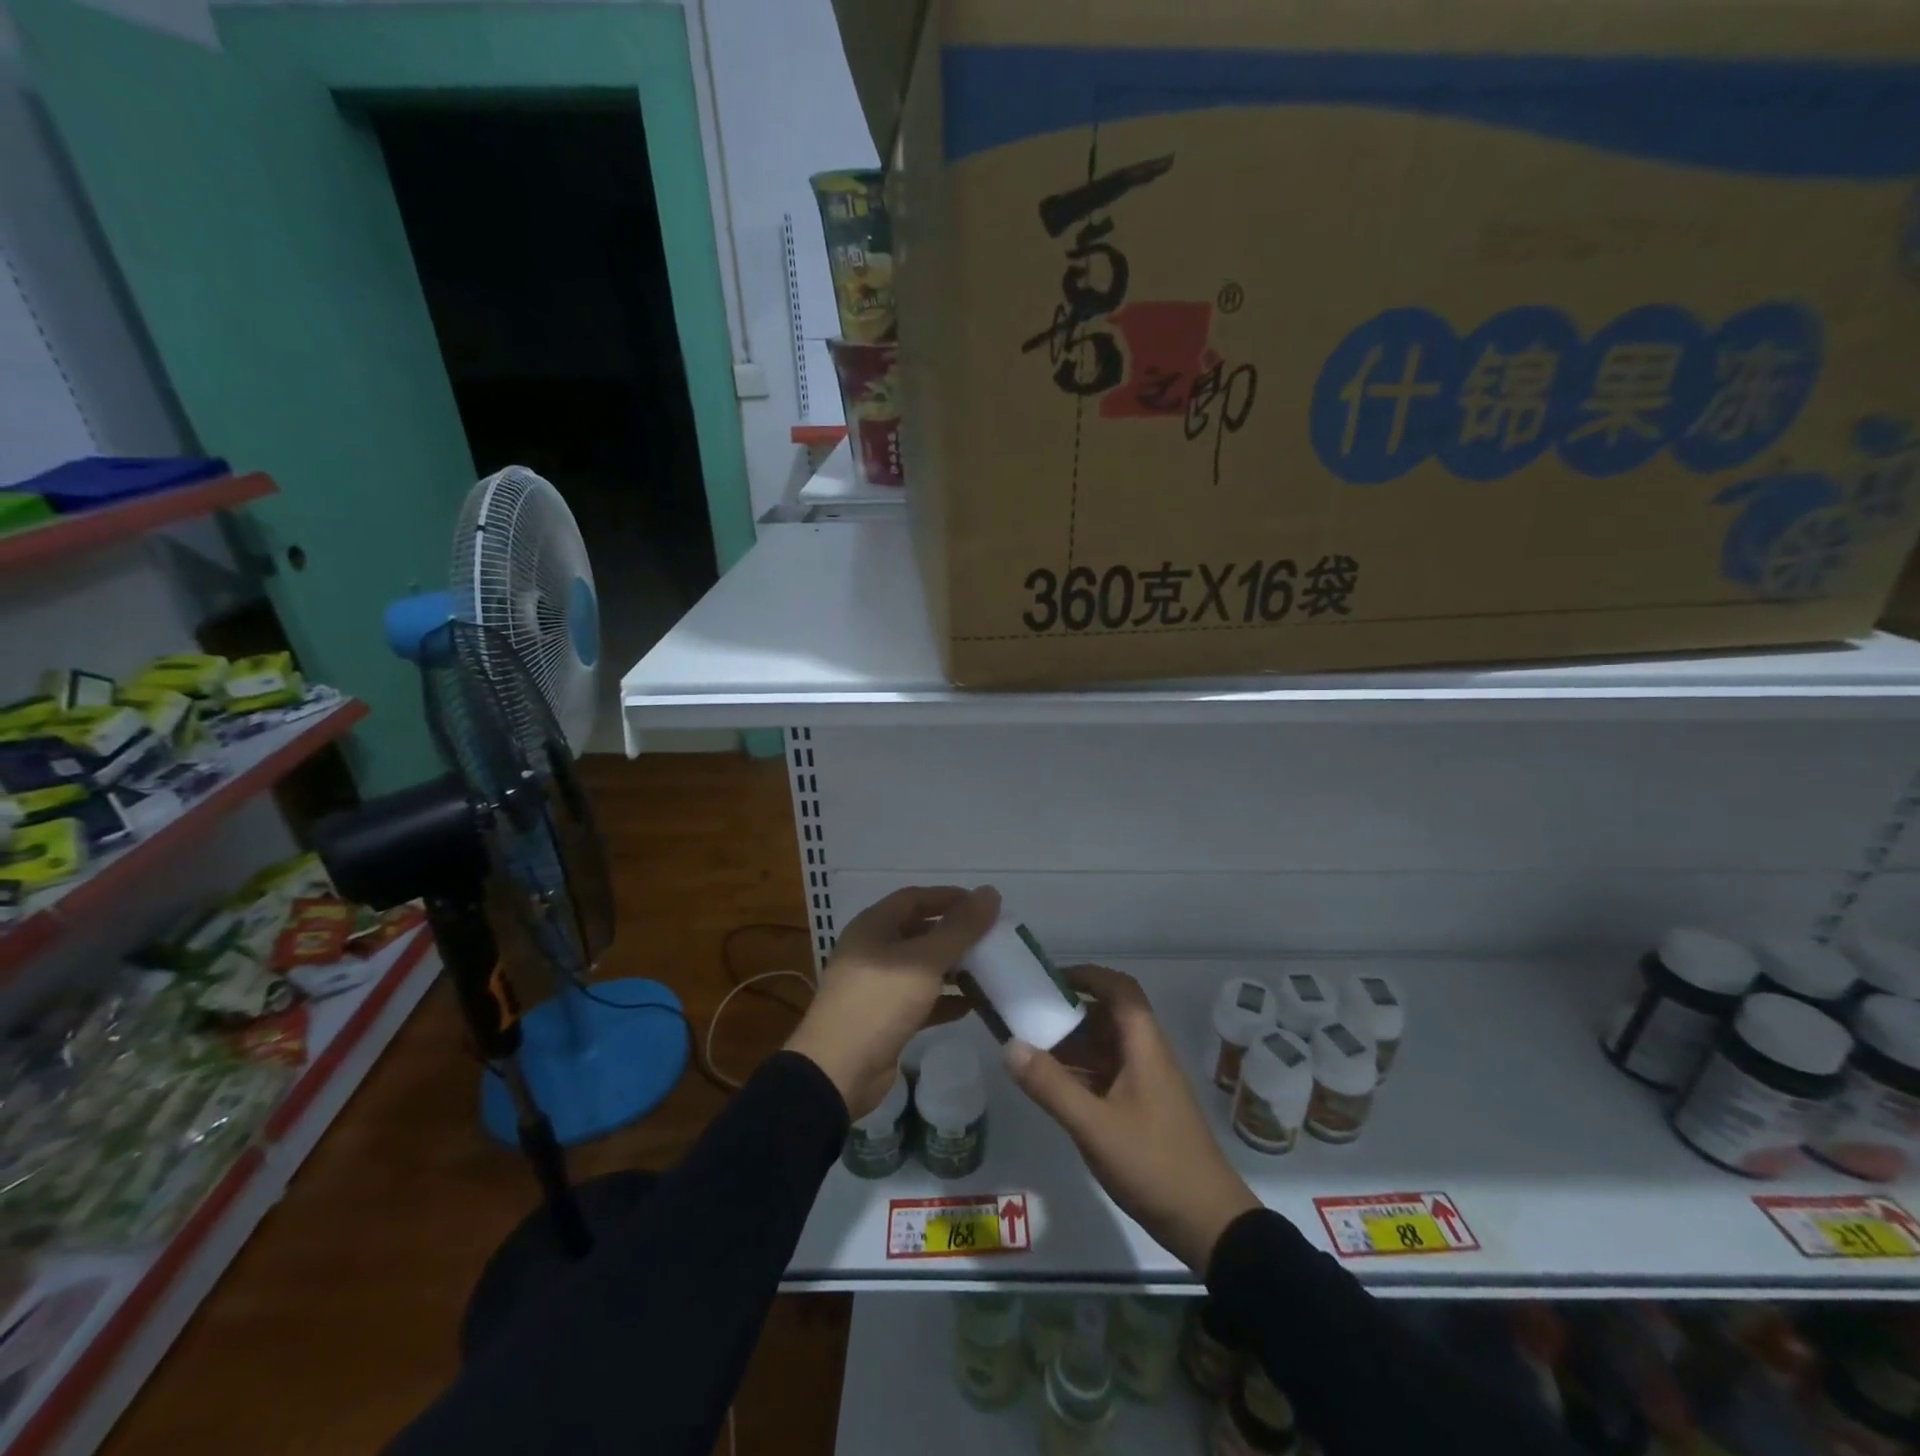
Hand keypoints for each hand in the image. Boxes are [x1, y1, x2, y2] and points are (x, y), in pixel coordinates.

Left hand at [785, 885, 999, 1119]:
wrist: (838, 1071)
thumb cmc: (880, 1002)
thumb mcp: (925, 960)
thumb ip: (960, 928)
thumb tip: (990, 892)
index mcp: (874, 926)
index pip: (915, 898)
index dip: (950, 897)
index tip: (984, 905)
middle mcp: (872, 949)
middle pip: (919, 931)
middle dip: (954, 934)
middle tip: (991, 939)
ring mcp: (876, 985)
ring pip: (921, 966)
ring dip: (952, 967)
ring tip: (988, 970)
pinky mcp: (883, 1018)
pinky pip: (920, 999)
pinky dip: (944, 999)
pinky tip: (972, 1005)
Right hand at [1004, 965, 1259, 1274]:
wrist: (1209, 1225)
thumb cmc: (1154, 1164)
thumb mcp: (1095, 1126)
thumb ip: (1051, 1086)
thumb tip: (1009, 1045)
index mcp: (1144, 1046)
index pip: (1120, 989)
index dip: (1087, 975)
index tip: (1049, 979)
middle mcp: (1146, 1055)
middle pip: (1108, 1016)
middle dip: (1069, 1012)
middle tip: (1028, 1016)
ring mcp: (1146, 1083)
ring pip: (1105, 1048)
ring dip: (1071, 1045)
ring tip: (1029, 1048)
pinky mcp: (1142, 1109)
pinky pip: (1106, 1075)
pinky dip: (1079, 1073)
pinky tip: (1051, 1086)